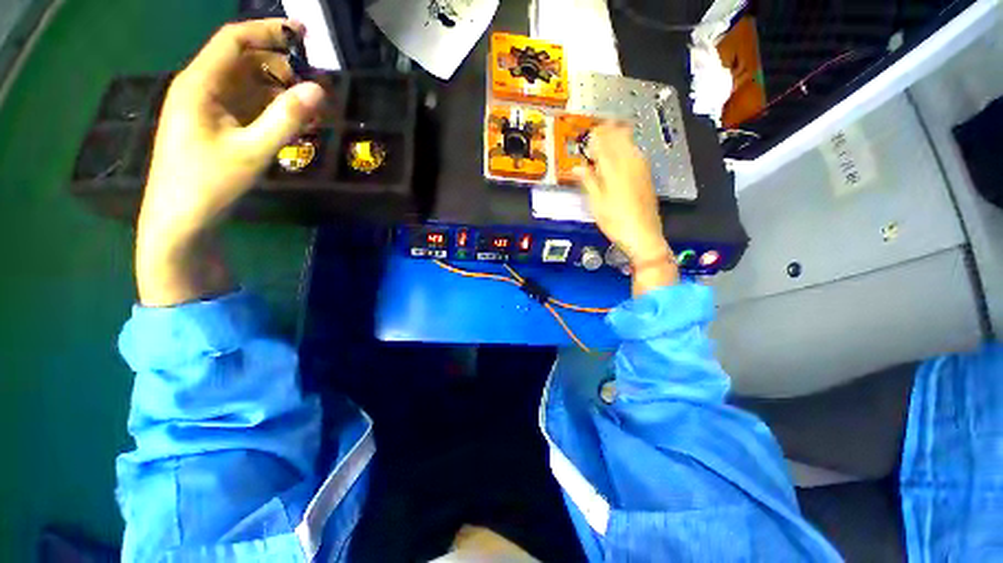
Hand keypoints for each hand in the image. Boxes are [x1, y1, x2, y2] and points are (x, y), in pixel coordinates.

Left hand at [136, 19, 325, 305]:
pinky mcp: (202, 127)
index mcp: (198, 84)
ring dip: (272, 88)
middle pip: (242, 57)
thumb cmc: (202, 192)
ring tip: (300, 108)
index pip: (235, 37)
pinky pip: (235, 102)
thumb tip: (320, 90)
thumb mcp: (247, 156)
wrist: (171, 235)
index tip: (303, 36)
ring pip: (241, 81)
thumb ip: (284, 119)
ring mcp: (198, 108)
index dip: (270, 29)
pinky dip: (260, 106)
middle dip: (278, 65)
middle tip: (308, 83)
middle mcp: (196, 88)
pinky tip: (280, 123)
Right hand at [574, 125, 677, 294]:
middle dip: (611, 130)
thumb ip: (588, 182)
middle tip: (605, 123)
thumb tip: (578, 167)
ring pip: (631, 146)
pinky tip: (630, 149)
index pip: (604, 145)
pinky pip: (638, 156)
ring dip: (622, 136)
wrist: (645, 237)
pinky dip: (631, 148)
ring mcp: (640, 171)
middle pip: (620, 141)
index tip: (592, 129)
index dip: (598, 135)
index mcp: (613, 170)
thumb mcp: (596, 204)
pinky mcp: (647, 179)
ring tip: (617, 128)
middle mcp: (628, 166)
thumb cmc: (617, 222)